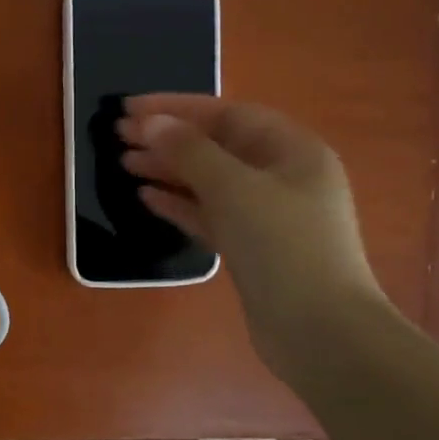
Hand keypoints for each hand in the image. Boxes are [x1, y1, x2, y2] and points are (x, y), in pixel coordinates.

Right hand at [117, 94, 384, 363]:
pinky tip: (147, 198)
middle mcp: (282, 175)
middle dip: (167, 138)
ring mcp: (268, 214)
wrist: (320, 332)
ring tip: (124, 164)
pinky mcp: (252, 248)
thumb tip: (152, 123)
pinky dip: (180, 204)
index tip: (129, 108)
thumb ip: (189, 150)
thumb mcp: (233, 188)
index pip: (225, 114)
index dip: (175, 107)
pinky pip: (210, 214)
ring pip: (209, 181)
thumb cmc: (282, 246)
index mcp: (291, 149)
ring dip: (168, 170)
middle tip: (118, 135)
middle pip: (216, 146)